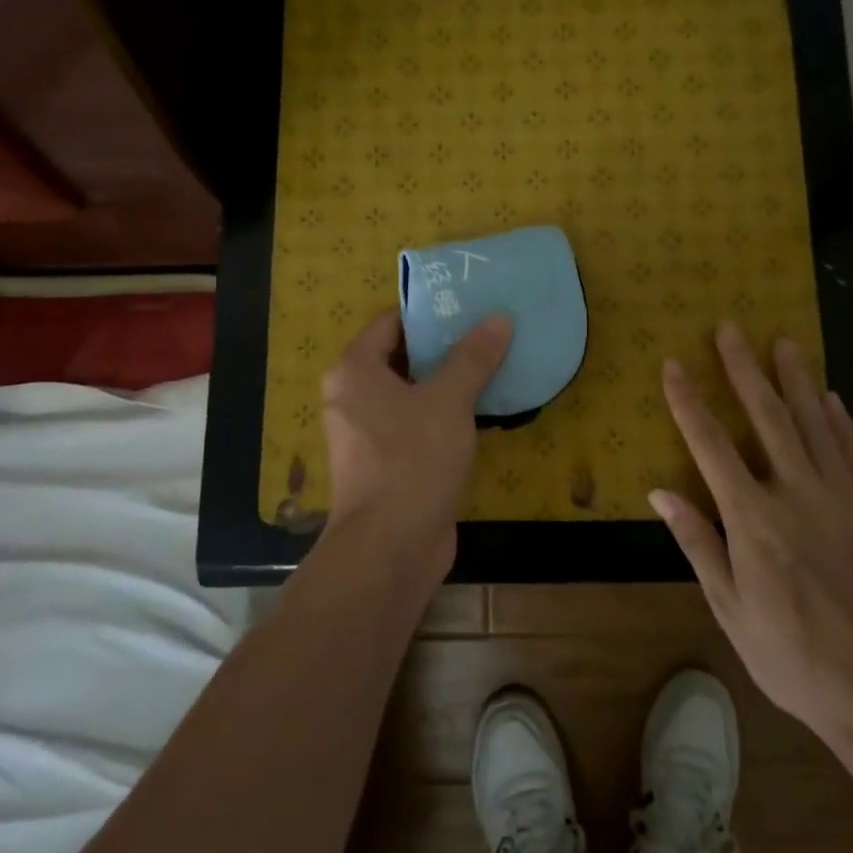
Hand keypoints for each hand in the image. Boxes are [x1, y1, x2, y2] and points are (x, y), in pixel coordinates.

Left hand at [321, 309, 513, 583]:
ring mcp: (369, 433)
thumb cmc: (411, 459)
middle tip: (491, 332)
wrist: (390, 547)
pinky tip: (488, 411)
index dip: (430, 313)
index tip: (470, 306)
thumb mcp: (448, 400)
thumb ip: (473, 357)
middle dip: (447, 347)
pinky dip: (448, 415)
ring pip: (414, 393)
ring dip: (451, 383)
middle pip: (404, 357)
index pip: (391, 322)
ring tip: (497, 364)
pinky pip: (419, 425)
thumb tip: (499, 318)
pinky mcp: (389, 463)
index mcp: (355, 370)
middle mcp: (354, 396)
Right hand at [651, 322, 852, 746]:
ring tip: (783, 342)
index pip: (710, 446)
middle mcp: (797, 495)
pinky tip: (831, 397)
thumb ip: (698, 544)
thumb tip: (661, 493)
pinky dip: (841, 420)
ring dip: (796, 380)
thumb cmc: (794, 659)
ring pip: (816, 424)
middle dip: (744, 369)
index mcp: (753, 521)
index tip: (673, 364)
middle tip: (731, 328)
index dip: (688, 402)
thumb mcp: (731, 610)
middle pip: (767, 417)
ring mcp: (845, 499)